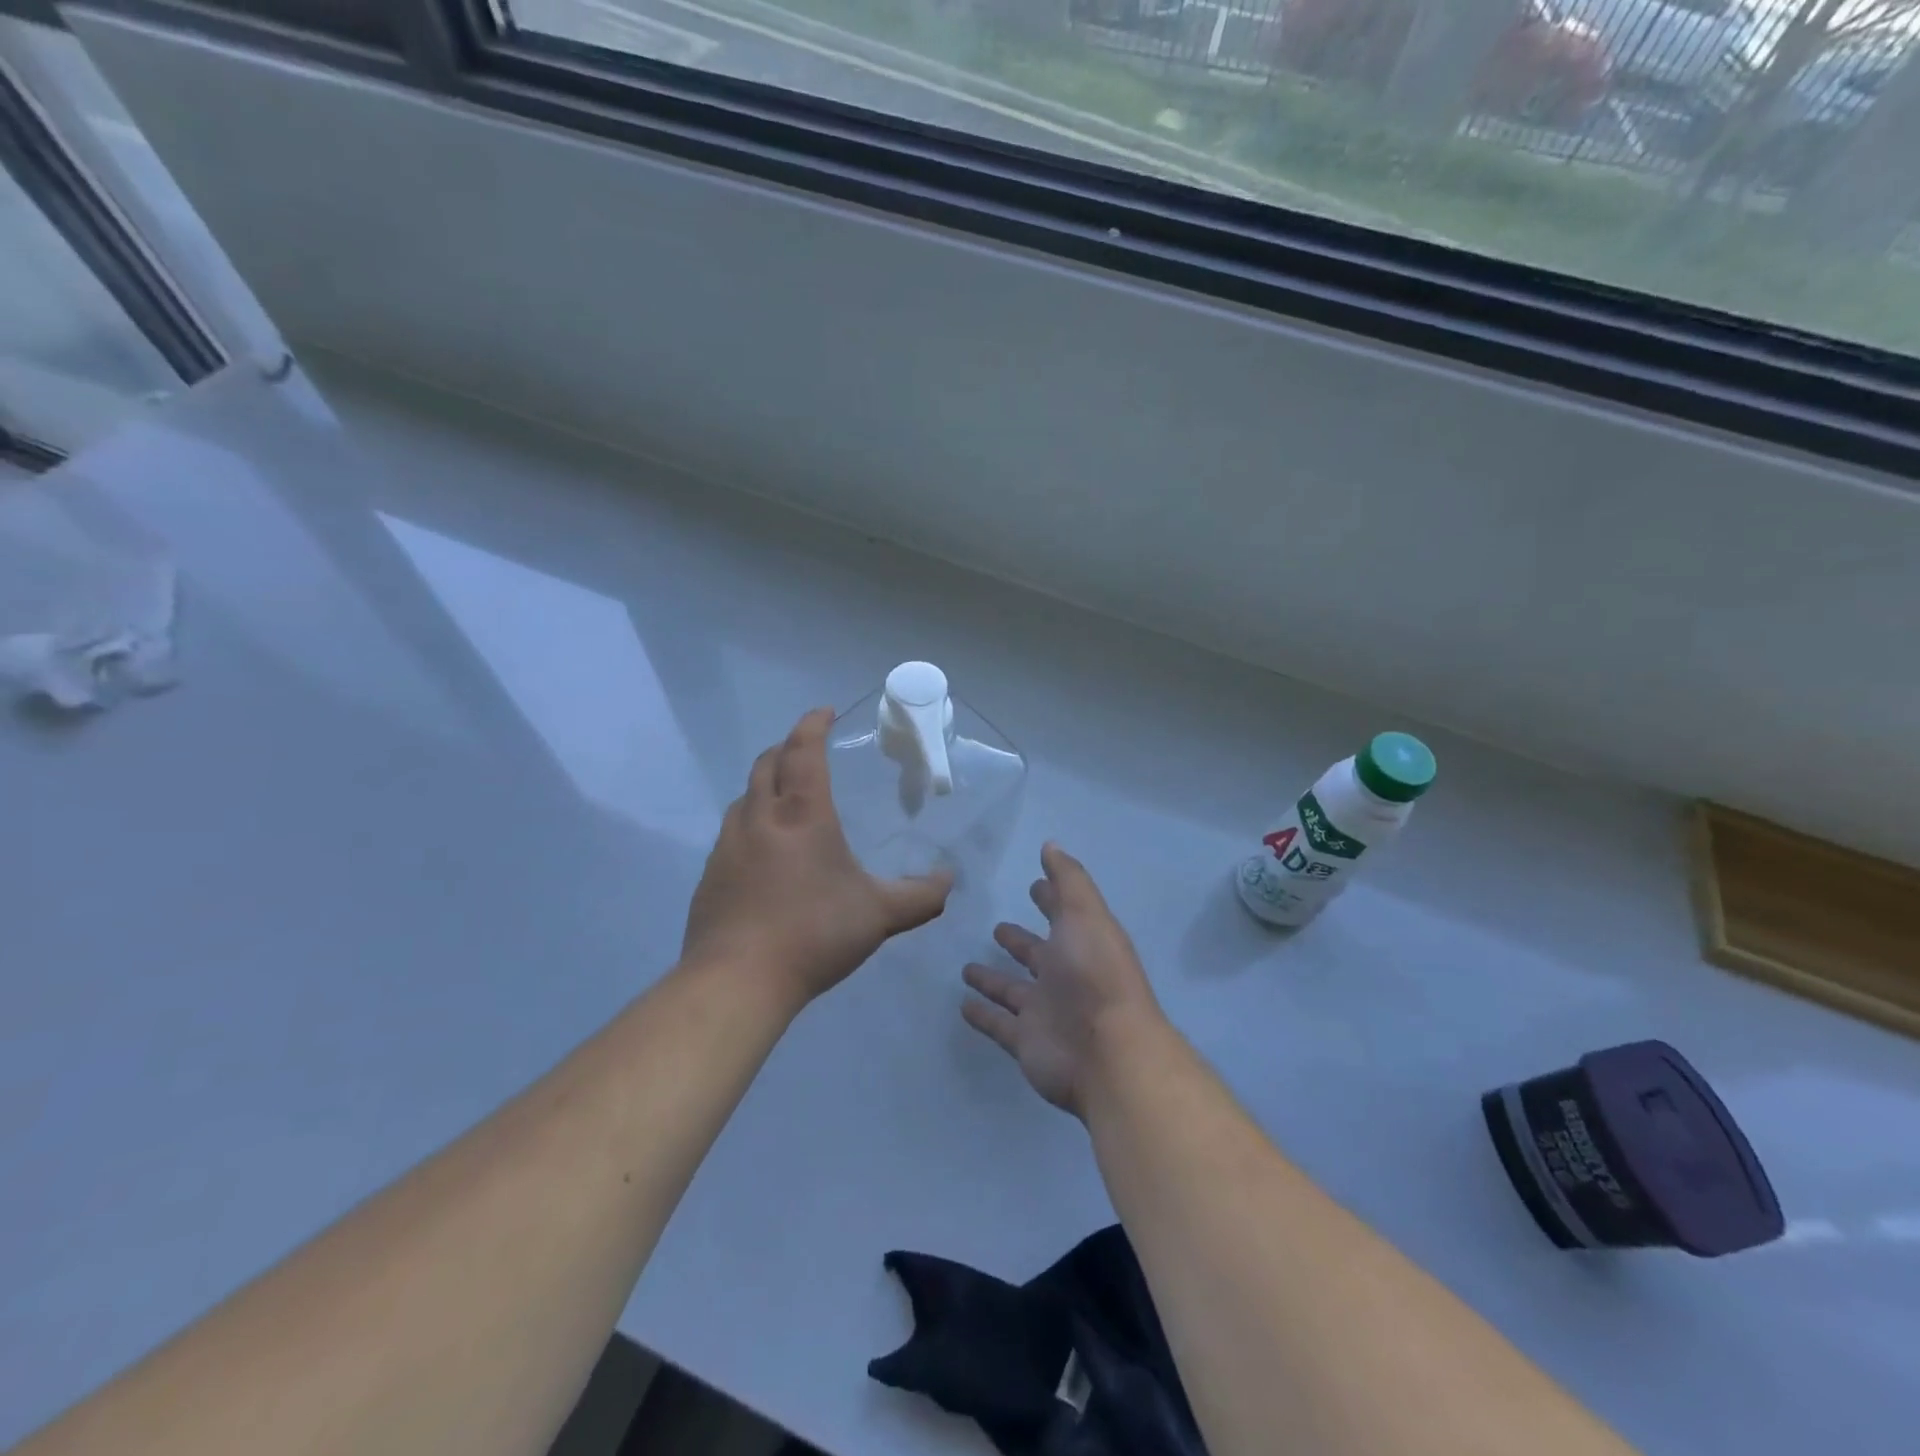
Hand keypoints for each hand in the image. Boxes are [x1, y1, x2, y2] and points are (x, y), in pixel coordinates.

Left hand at [682, 708, 952, 1009]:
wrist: (737, 980)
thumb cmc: (814, 933)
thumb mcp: (879, 915)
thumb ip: (920, 896)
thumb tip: (949, 881)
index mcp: (802, 814)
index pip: (804, 751)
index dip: (813, 725)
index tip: (824, 712)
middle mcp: (760, 818)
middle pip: (767, 763)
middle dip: (787, 747)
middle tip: (806, 750)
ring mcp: (728, 845)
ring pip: (744, 797)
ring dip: (764, 785)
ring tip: (785, 798)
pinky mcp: (711, 874)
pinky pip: (731, 832)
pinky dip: (750, 823)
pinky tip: (764, 853)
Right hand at [961, 843, 1163, 1118]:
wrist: (1107, 1052)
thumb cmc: (1095, 974)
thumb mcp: (1085, 914)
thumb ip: (1068, 880)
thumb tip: (1051, 844)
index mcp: (1081, 943)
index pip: (1063, 914)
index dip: (1050, 898)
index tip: (1035, 884)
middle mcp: (1064, 976)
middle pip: (1037, 954)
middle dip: (1020, 941)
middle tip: (997, 928)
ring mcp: (1045, 1011)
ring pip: (1013, 991)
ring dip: (993, 980)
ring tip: (966, 968)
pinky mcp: (1025, 1041)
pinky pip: (998, 1024)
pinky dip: (982, 1015)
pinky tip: (962, 1005)